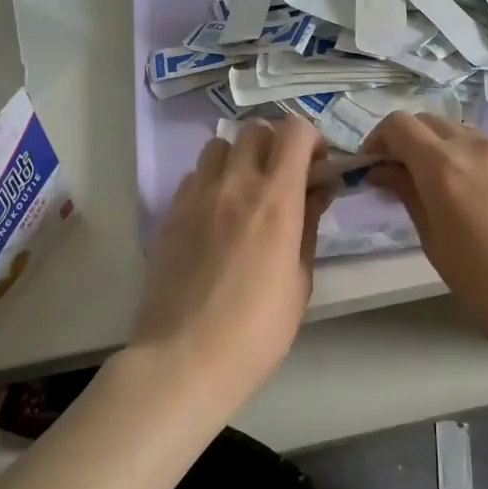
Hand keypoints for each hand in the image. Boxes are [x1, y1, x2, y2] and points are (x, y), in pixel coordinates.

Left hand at [130, 117, 330, 412]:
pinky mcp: (169, 215)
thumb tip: (317, 194)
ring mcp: (195, 197)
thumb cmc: (257, 331)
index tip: (317, 167)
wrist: (184, 359)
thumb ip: (308, 228)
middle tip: (285, 178)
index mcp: (275, 201)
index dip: (312, 139)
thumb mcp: (299, 282)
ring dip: (240, 158)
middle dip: (276, 144)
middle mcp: (234, 185)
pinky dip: (212, 181)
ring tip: (247, 193)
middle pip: (255, 129)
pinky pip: (194, 177)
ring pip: (219, 146)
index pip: (294, 132)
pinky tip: (216, 216)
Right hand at [364, 114, 487, 359]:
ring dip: (442, 151)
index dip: (377, 141)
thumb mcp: (436, 244)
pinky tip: (484, 204)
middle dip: (408, 142)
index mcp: (444, 166)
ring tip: (443, 193)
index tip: (372, 170)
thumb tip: (385, 171)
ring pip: (464, 135)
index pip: (399, 124)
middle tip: (402, 180)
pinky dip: (475, 164)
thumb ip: (408, 196)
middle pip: (431, 122)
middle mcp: (478, 148)